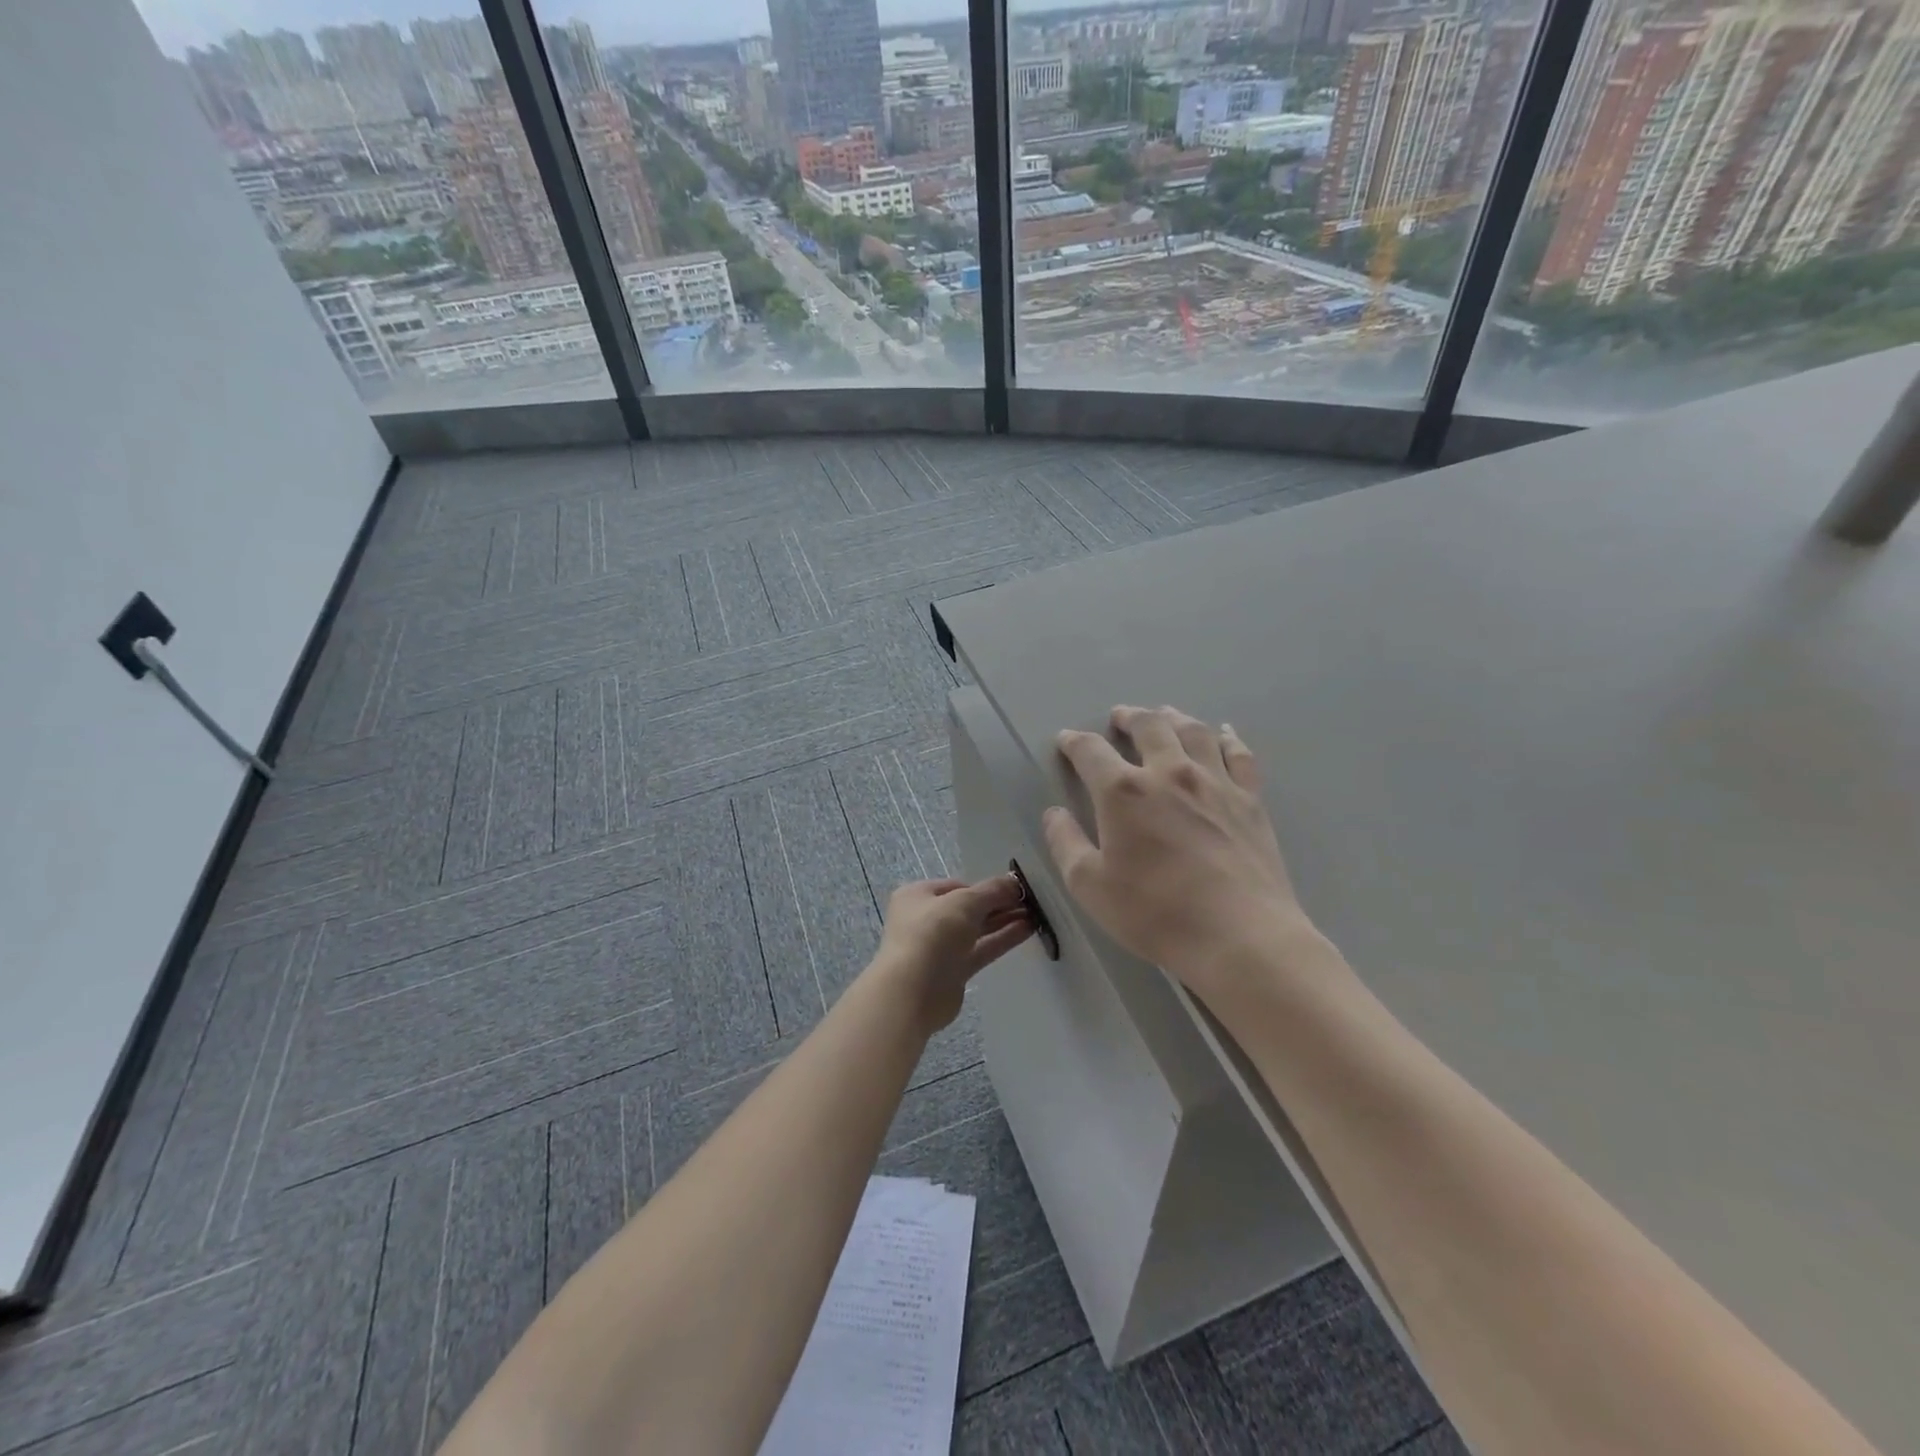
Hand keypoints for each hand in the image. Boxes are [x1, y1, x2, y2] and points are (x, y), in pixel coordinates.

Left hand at [870, 875, 1033, 1031]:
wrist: (913, 991)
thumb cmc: (932, 934)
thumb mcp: (964, 902)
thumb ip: (992, 890)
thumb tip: (1014, 882)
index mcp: (918, 896)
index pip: (957, 886)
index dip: (985, 887)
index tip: (1013, 889)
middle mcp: (926, 919)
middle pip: (968, 908)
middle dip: (998, 904)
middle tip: (1030, 902)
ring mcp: (939, 947)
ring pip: (976, 930)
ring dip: (1003, 921)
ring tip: (1035, 915)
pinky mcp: (952, 971)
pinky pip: (980, 950)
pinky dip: (1001, 939)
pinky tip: (1026, 930)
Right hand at [1043, 705, 1327, 1002]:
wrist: (1240, 935)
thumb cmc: (1156, 913)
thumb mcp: (1090, 886)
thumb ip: (1066, 844)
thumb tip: (1054, 813)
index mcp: (1124, 792)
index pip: (1091, 751)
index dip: (1074, 742)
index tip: (1066, 740)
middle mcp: (1169, 773)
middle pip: (1148, 726)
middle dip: (1128, 717)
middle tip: (1119, 717)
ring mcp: (1215, 782)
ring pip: (1193, 731)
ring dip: (1173, 717)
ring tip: (1163, 715)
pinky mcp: (1249, 799)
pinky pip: (1238, 754)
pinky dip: (1226, 737)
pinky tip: (1222, 733)